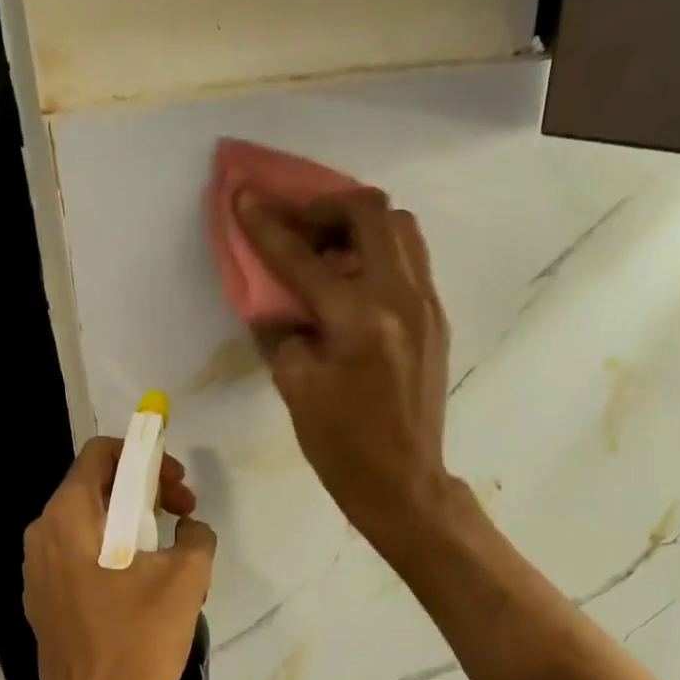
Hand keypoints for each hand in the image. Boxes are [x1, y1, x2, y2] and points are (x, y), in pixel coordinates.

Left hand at [23, 438, 216, 679]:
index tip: (175, 486)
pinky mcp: (43, 602)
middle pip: (95, 487)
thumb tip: (190, 529)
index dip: (144, 456)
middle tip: (181, 516)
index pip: (101, 454)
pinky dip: (111, 555)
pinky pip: (79, 558)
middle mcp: (42, 535)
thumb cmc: (138, 642)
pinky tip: (142, 588)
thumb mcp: (186, 579)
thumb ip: (195, 536)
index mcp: (68, 517)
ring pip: (88, 525)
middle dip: (143, 492)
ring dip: (130, 525)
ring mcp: (36, 572)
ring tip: (168, 555)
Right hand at [236, 187, 452, 542]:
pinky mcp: (436, 318)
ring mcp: (426, 305)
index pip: (304, 257)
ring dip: (358, 226)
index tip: (244, 196)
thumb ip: (282, 334)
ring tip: (327, 252)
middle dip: (325, 208)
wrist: (403, 482)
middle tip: (296, 228)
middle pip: (370, 213)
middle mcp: (401, 297)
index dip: (267, 225)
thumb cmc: (343, 447)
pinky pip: (410, 260)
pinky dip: (378, 253)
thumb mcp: (296, 390)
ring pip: (400, 230)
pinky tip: (353, 284)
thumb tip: (276, 304)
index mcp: (359, 319)